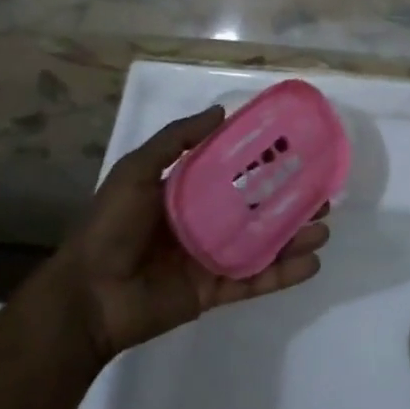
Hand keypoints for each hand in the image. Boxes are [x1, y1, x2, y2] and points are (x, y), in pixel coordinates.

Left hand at [46, 106, 330, 363]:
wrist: (85, 297)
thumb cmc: (109, 227)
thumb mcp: (136, 172)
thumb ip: (175, 141)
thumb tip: (221, 111)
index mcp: (189, 193)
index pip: (236, 173)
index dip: (266, 163)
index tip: (298, 152)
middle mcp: (206, 222)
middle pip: (259, 209)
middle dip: (292, 202)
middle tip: (323, 195)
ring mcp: (212, 258)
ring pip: (264, 244)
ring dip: (295, 237)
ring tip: (323, 228)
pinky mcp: (213, 291)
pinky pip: (254, 280)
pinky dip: (283, 275)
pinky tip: (312, 264)